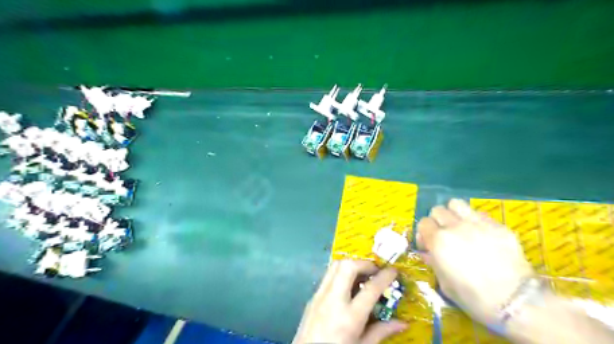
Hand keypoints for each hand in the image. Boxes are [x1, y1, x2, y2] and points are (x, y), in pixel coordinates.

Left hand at [294, 260, 406, 343]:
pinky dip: (340, 273)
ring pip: (335, 266)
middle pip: (348, 266)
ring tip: (363, 275)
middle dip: (365, 263)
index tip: (394, 270)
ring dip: (351, 265)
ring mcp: (320, 296)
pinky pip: (328, 276)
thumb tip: (403, 323)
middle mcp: (333, 300)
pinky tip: (348, 286)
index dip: (385, 276)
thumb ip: (381, 332)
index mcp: (349, 317)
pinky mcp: (312, 296)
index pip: (371, 289)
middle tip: (375, 271)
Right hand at [418, 199, 532, 324]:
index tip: (428, 245)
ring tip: (460, 227)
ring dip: (453, 213)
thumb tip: (428, 252)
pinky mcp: (498, 225)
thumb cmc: (473, 297)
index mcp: (438, 241)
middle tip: (444, 235)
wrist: (515, 302)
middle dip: (437, 221)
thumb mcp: (444, 283)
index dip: (424, 233)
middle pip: (438, 210)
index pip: (423, 223)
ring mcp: (477, 223)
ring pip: (456, 204)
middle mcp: (454, 226)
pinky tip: (482, 236)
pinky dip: (475, 221)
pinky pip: (479, 214)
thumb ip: (433, 262)